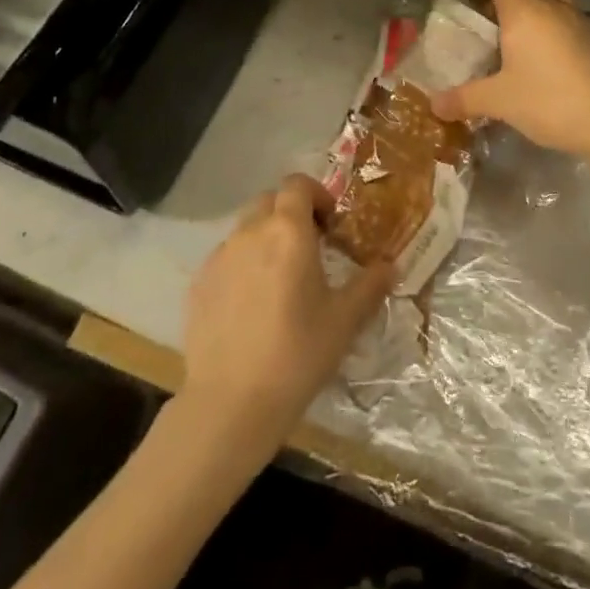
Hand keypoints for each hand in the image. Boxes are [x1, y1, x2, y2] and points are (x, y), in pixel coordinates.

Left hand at [181, 176, 392, 449]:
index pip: (297, 184)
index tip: (330, 224)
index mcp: (288, 231)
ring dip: (265, 239)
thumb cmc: (297, 354)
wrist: (230, 403)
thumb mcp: (344, 321)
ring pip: (245, 229)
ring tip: (280, 280)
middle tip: (309, 248)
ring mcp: (219, 256)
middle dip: (290, 214)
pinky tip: (251, 306)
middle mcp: (250, 232)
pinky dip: (242, 266)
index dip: (316, 195)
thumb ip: (370, 285)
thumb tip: (391, 265)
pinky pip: (225, 258)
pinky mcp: (198, 283)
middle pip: (269, 201)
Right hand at [431, 0, 589, 157]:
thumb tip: (433, 105)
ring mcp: (576, 20)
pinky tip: (544, 41)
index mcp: (522, 11)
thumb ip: (464, 99)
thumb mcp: (498, 101)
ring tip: (516, 18)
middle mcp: (550, 6)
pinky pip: (566, 13)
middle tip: (483, 5)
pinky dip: (551, 17)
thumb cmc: (546, 100)